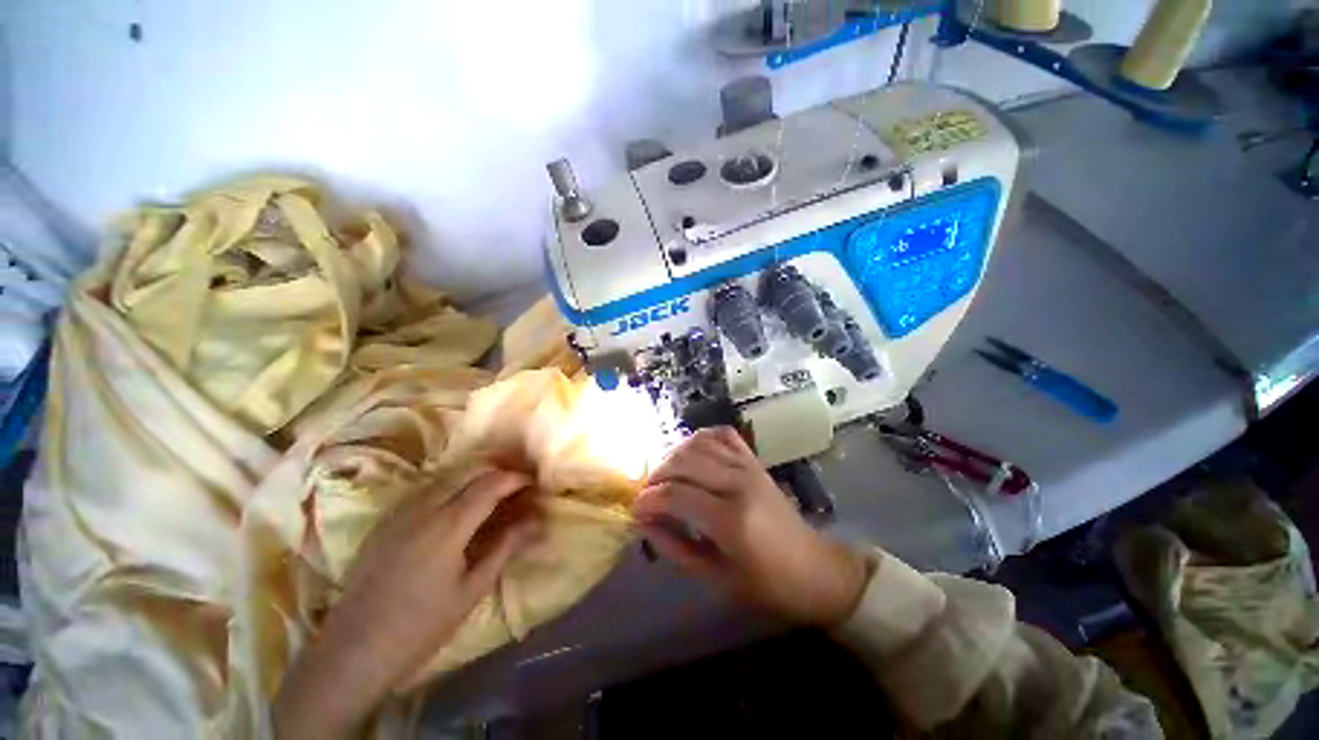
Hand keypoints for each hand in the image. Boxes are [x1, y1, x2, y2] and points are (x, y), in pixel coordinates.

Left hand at [274, 470, 545, 738]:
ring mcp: (400, 511)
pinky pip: (426, 488)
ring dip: (475, 475)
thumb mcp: (472, 589)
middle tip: (516, 484)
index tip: (533, 483)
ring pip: (446, 475)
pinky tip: (457, 505)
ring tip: (493, 492)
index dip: (516, 479)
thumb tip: (538, 522)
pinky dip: (452, 486)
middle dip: (497, 469)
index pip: (490, 484)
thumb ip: (506, 547)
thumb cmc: (421, 626)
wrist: (354, 650)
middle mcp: (424, 507)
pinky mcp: (386, 520)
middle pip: (469, 470)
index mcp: (448, 525)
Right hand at [633, 427, 866, 626]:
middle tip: (647, 495)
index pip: (676, 495)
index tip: (635, 509)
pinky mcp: (754, 461)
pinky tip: (690, 453)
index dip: (648, 500)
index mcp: (731, 520)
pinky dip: (700, 438)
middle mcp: (738, 483)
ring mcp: (748, 467)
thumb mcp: (715, 578)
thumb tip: (645, 522)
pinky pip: (722, 435)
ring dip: (674, 455)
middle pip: (683, 462)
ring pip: (698, 443)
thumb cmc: (766, 584)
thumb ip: (675, 547)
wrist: (815, 569)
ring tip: (665, 476)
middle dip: (656, 475)